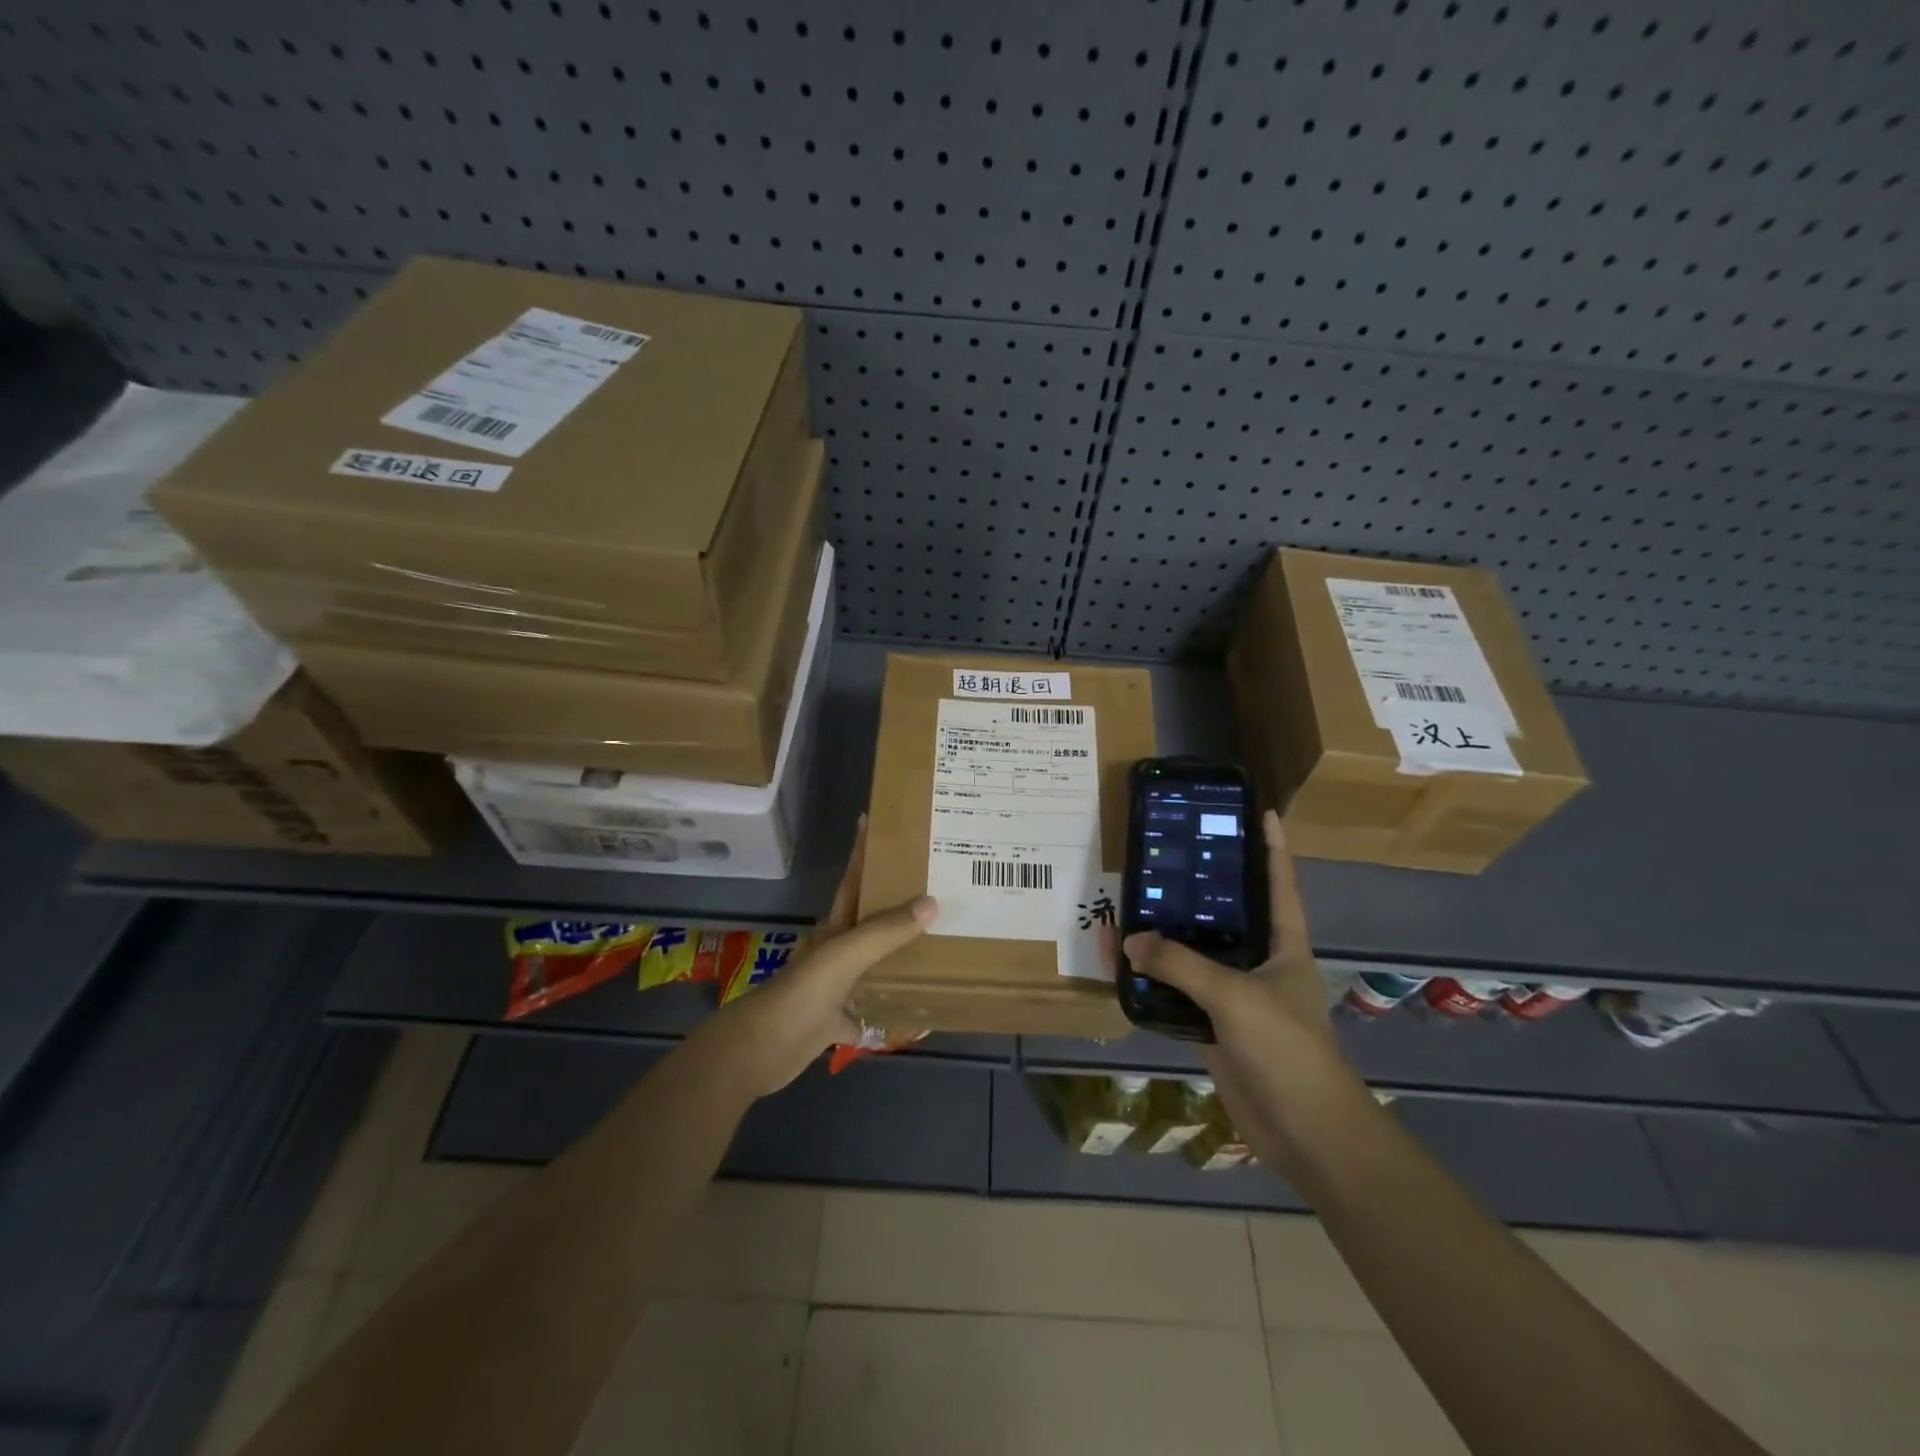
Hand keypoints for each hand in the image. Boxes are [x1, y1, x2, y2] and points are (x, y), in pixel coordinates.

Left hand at [702, 816, 935, 1095]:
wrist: (762, 1049)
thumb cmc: (803, 992)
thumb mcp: (846, 955)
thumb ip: (886, 931)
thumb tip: (931, 902)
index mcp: (836, 928)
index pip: (854, 880)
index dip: (862, 850)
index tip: (875, 820)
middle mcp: (837, 952)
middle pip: (870, 922)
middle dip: (897, 905)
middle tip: (937, 889)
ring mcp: (835, 988)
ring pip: (875, 966)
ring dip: (901, 958)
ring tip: (940, 945)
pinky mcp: (837, 1020)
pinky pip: (872, 1011)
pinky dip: (893, 1011)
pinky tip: (920, 1012)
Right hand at [1103, 810, 1368, 1171]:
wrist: (1305, 1131)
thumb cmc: (1287, 1048)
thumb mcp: (1235, 996)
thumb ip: (1181, 964)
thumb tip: (1129, 939)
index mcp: (1284, 944)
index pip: (1280, 884)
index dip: (1274, 847)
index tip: (1261, 812)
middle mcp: (1259, 963)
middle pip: (1226, 915)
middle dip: (1197, 888)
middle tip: (1164, 855)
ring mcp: (1235, 997)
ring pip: (1193, 956)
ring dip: (1163, 938)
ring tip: (1128, 905)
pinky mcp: (1213, 1028)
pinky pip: (1177, 994)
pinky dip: (1152, 981)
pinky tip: (1123, 964)